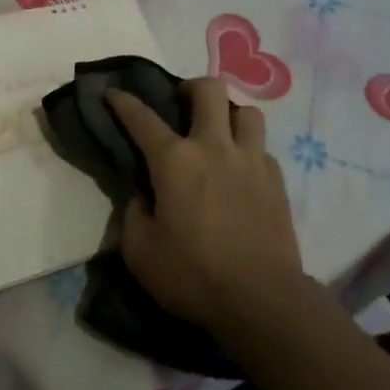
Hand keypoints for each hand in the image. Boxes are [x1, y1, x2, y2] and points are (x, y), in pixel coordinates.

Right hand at [108, 78, 303, 335]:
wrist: (262, 301)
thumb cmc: (193, 276)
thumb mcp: (140, 252)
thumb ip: (134, 215)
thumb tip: (143, 196)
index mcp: (175, 161)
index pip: (142, 118)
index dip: (123, 102)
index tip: (112, 93)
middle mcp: (214, 148)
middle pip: (209, 90)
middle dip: (190, 88)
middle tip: (181, 105)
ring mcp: (251, 160)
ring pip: (246, 111)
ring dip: (228, 114)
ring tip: (218, 132)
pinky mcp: (277, 181)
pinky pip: (262, 147)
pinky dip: (248, 149)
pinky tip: (240, 171)